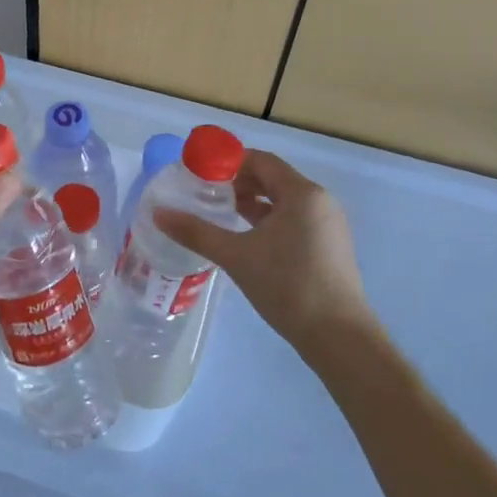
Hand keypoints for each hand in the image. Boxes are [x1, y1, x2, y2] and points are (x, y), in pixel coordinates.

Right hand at [153, 149, 383, 365]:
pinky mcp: (329, 245)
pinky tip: (247, 238)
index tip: (199, 171)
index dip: (229, 161)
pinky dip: (269, 219)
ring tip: (221, 213)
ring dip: (252, 202)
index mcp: (302, 193)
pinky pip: (294, 219)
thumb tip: (158, 213)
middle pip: (273, 178)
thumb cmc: (287, 286)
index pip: (261, 161)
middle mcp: (319, 201)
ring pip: (283, 200)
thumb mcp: (236, 256)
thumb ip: (196, 232)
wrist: (337, 336)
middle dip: (238, 182)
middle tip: (205, 192)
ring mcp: (328, 224)